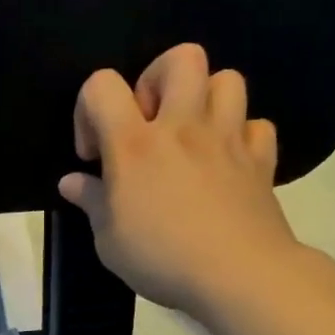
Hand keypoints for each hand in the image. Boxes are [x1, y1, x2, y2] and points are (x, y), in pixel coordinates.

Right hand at [59, 43, 308, 318]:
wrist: (240, 277)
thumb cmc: (163, 257)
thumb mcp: (108, 240)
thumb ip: (91, 201)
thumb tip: (73, 182)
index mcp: (135, 143)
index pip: (102, 85)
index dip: (89, 109)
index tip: (95, 155)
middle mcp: (183, 127)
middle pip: (181, 58)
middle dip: (157, 78)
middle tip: (149, 122)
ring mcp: (228, 139)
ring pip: (227, 79)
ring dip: (204, 99)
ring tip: (190, 135)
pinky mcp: (260, 160)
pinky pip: (256, 125)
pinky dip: (240, 136)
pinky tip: (226, 161)